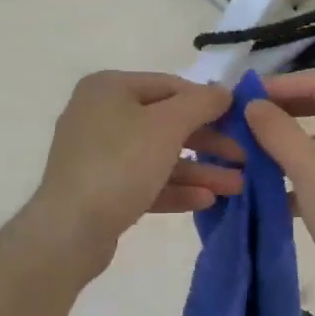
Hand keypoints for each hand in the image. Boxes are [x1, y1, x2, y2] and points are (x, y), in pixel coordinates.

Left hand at [27, 71, 241, 268]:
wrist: (70, 229)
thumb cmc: (120, 164)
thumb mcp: (167, 125)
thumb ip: (201, 103)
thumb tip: (224, 92)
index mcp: (110, 88)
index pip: (171, 86)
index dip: (209, 103)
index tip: (242, 121)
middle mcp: (100, 115)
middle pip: (166, 123)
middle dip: (208, 143)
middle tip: (245, 158)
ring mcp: (98, 154)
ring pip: (159, 156)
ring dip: (199, 170)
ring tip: (236, 187)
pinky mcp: (101, 189)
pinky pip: (145, 182)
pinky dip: (175, 189)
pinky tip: (207, 200)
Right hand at [243, 70, 314, 314]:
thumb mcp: (308, 169)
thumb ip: (277, 131)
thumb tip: (253, 104)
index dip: (280, 85)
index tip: (244, 96)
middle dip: (286, 111)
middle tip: (249, 118)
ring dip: (294, 141)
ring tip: (257, 150)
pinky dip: (307, 170)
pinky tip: (277, 190)